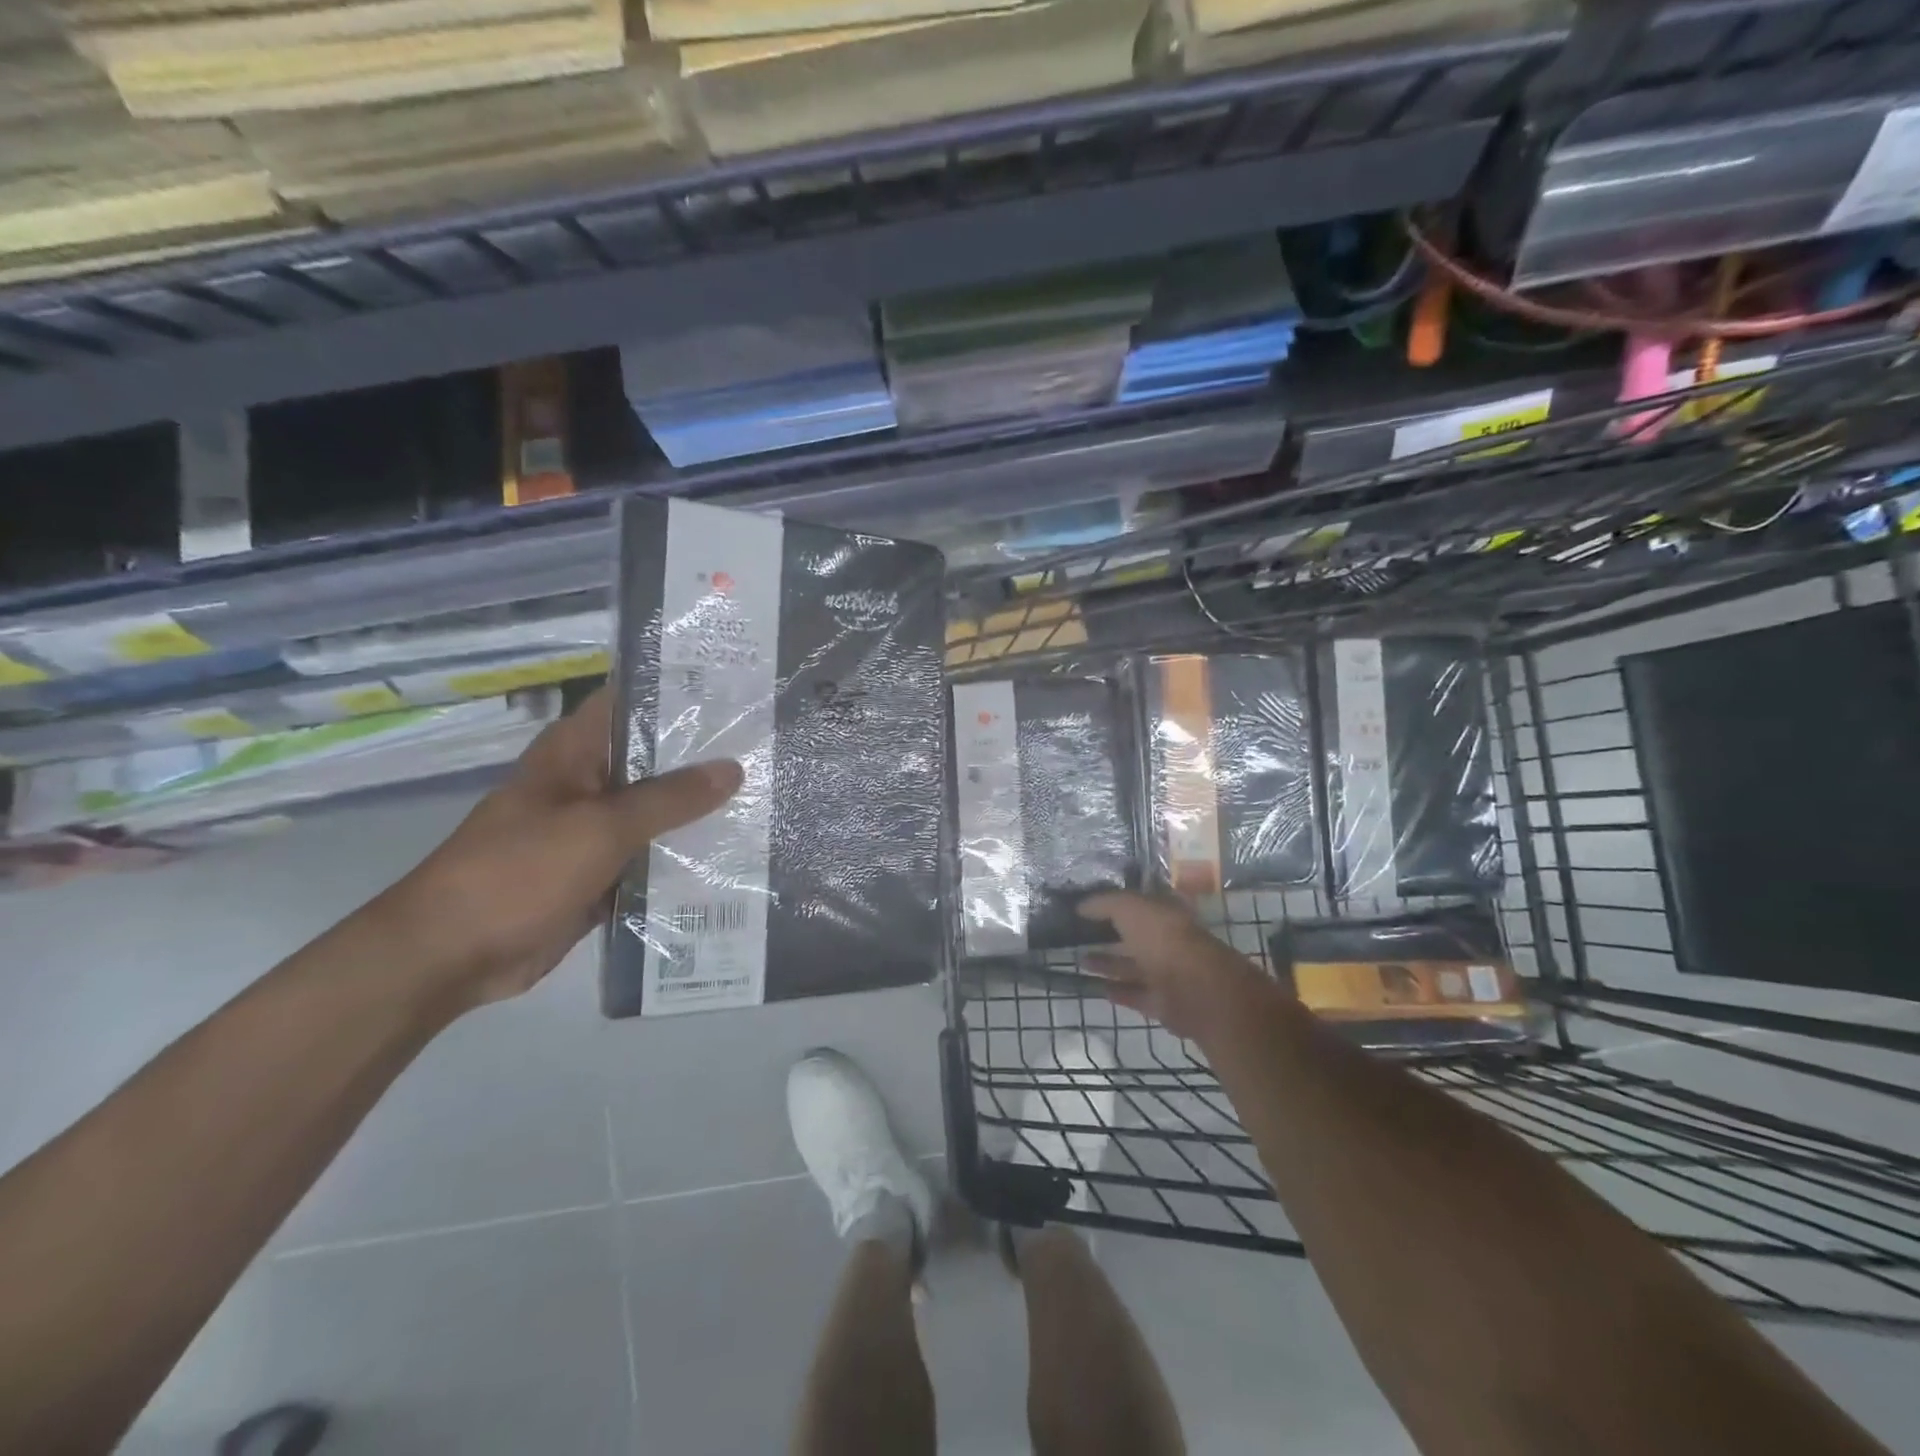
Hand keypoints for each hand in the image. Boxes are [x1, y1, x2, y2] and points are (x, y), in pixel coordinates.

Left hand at [367, 687, 740, 1011]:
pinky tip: (736, 853)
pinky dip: (684, 856)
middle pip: (654, 760)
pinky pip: (652, 857)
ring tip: (768, 796)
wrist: (454, 955)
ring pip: (658, 812)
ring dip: (701, 811)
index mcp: (576, 753)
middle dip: (706, 757)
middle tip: (770, 747)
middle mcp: (589, 783)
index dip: (679, 692)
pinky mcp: (602, 873)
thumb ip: (670, 798)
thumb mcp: (601, 827)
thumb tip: (734, 768)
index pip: (632, 702)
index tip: (736, 691)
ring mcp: (595, 831)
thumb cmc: (519, 871)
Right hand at [1079, 891, 1279, 1044]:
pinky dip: (1117, 991)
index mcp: (1166, 912)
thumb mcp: (1129, 907)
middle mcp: (1168, 940)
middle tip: (1079, 933)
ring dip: (1108, 963)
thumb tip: (1081, 905)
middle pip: (1135, 935)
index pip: (1139, 902)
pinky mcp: (1163, 1002)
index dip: (1116, 901)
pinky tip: (1095, 986)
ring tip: (1079, 960)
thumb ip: (1104, 903)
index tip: (1091, 904)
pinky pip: (1135, 994)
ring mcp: (1167, 973)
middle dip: (1109, 933)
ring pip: (1132, 965)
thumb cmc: (1163, 938)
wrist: (1196, 990)